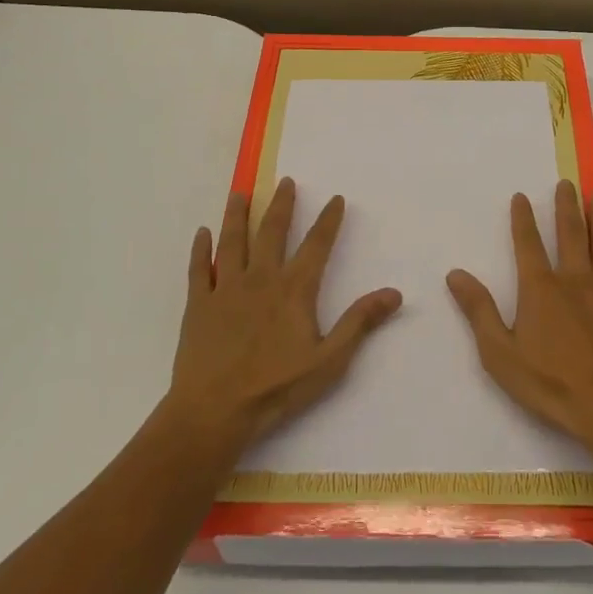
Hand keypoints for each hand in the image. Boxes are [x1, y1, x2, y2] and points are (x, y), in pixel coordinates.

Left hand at [166, 178, 402, 449]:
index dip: (328, 220)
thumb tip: (394, 292)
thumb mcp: (329, 360)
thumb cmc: (276, 388)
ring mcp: (225, 289)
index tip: (335, 198)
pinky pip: (198, 269)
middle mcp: (260, 278)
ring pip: (232, 241)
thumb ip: (360, 322)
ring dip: (237, 215)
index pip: (317, 245)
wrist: (214, 411)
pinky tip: (201, 233)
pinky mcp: (198, 305)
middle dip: (282, 205)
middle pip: (272, 232)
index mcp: (294, 290)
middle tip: (286, 181)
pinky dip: (199, 249)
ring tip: (240, 192)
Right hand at [446, 179, 592, 452]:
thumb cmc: (550, 383)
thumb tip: (455, 273)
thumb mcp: (500, 353)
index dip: (523, 218)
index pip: (528, 243)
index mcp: (541, 288)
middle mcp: (576, 281)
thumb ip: (479, 310)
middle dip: (567, 206)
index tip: (522, 196)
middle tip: (568, 183)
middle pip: (571, 234)